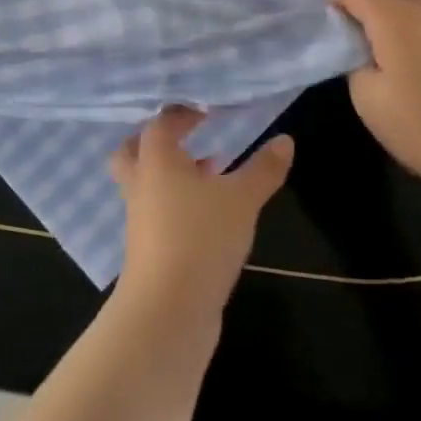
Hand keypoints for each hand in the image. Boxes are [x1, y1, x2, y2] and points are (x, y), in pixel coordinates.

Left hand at [110, 108, 291, 316]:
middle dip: (159, 142)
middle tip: (188, 136)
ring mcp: (141, 218)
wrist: (166, 310)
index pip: (160, 123)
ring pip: (148, 183)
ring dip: (173, 174)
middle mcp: (141, 184)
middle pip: (135, 151)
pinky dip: (178, 203)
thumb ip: (263, 169)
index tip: (206, 110)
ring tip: (211, 170)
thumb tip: (285, 140)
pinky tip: (210, 212)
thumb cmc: (200, 238)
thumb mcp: (241, 199)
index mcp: (155, 160)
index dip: (182, 114)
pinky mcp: (149, 247)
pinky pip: (159, 212)